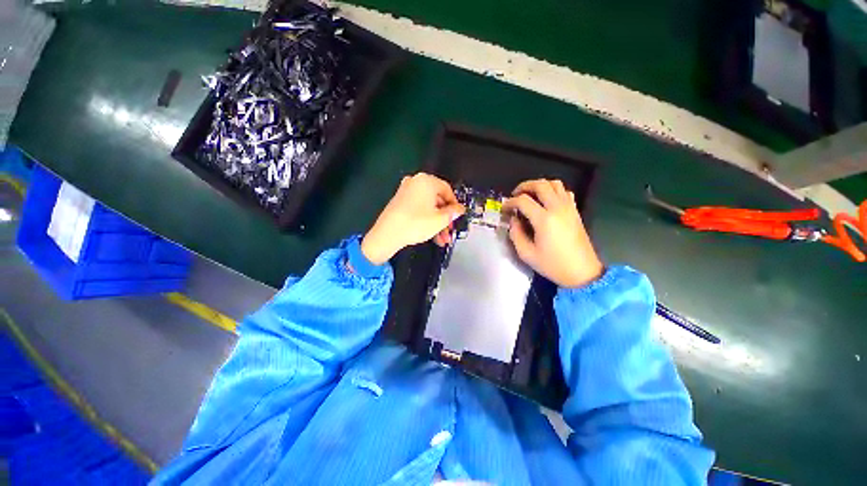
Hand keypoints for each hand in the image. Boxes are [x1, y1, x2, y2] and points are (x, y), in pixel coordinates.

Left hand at [361, 173, 465, 264]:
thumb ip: (453, 213)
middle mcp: (415, 182)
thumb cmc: (415, 223)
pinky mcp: (400, 202)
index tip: (457, 216)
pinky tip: (431, 234)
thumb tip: (459, 210)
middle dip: (445, 218)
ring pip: (428, 207)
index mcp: (426, 181)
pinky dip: (426, 219)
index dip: (455, 205)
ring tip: (442, 238)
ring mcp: (406, 192)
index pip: (448, 190)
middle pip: (437, 200)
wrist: (388, 234)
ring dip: (437, 222)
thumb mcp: (440, 220)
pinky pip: (419, 209)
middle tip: (449, 230)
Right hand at [502, 179, 602, 287]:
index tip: (504, 209)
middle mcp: (557, 208)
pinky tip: (546, 200)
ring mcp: (569, 208)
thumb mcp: (526, 254)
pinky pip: (564, 192)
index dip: (510, 202)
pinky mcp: (575, 211)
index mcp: (544, 219)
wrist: (582, 272)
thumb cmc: (553, 265)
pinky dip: (553, 190)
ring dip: (539, 185)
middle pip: (540, 185)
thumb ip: (516, 234)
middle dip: (524, 186)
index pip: (523, 200)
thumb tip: (513, 220)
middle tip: (514, 195)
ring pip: (555, 184)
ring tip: (529, 195)